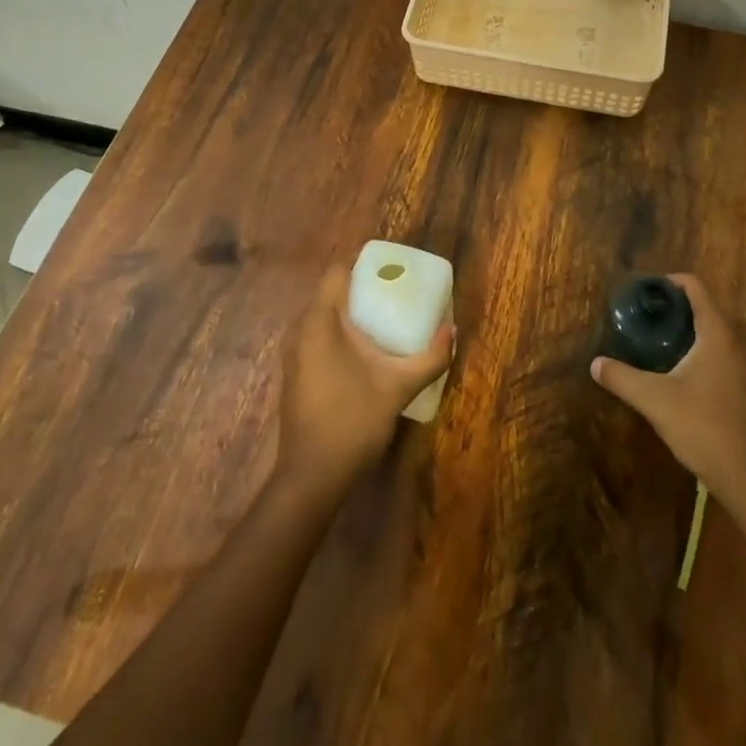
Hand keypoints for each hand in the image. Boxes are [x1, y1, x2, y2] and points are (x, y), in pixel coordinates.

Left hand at [278, 264, 452, 486]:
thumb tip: (453, 332)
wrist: (312, 477)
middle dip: (362, 291)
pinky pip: (316, 336)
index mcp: (320, 321)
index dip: (364, 267)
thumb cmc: (353, 421)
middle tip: (396, 297)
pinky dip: (338, 334)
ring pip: (323, 316)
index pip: (337, 272)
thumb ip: (430, 357)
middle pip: (331, 292)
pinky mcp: (294, 373)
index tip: (392, 274)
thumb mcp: (399, 386)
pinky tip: (364, 353)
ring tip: (384, 322)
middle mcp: (300, 329)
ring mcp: (293, 353)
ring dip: (350, 314)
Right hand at [590, 274, 745, 501]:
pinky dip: (712, 356)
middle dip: (680, 310)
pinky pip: (733, 358)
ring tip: (667, 348)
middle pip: (710, 309)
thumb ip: (623, 378)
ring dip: (697, 334)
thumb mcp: (655, 401)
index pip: (696, 287)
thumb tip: (595, 364)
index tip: (647, 293)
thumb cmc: (705, 428)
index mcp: (719, 333)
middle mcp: (743, 342)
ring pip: (723, 335)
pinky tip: (693, 380)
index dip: (670, 283)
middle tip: (651, 321)